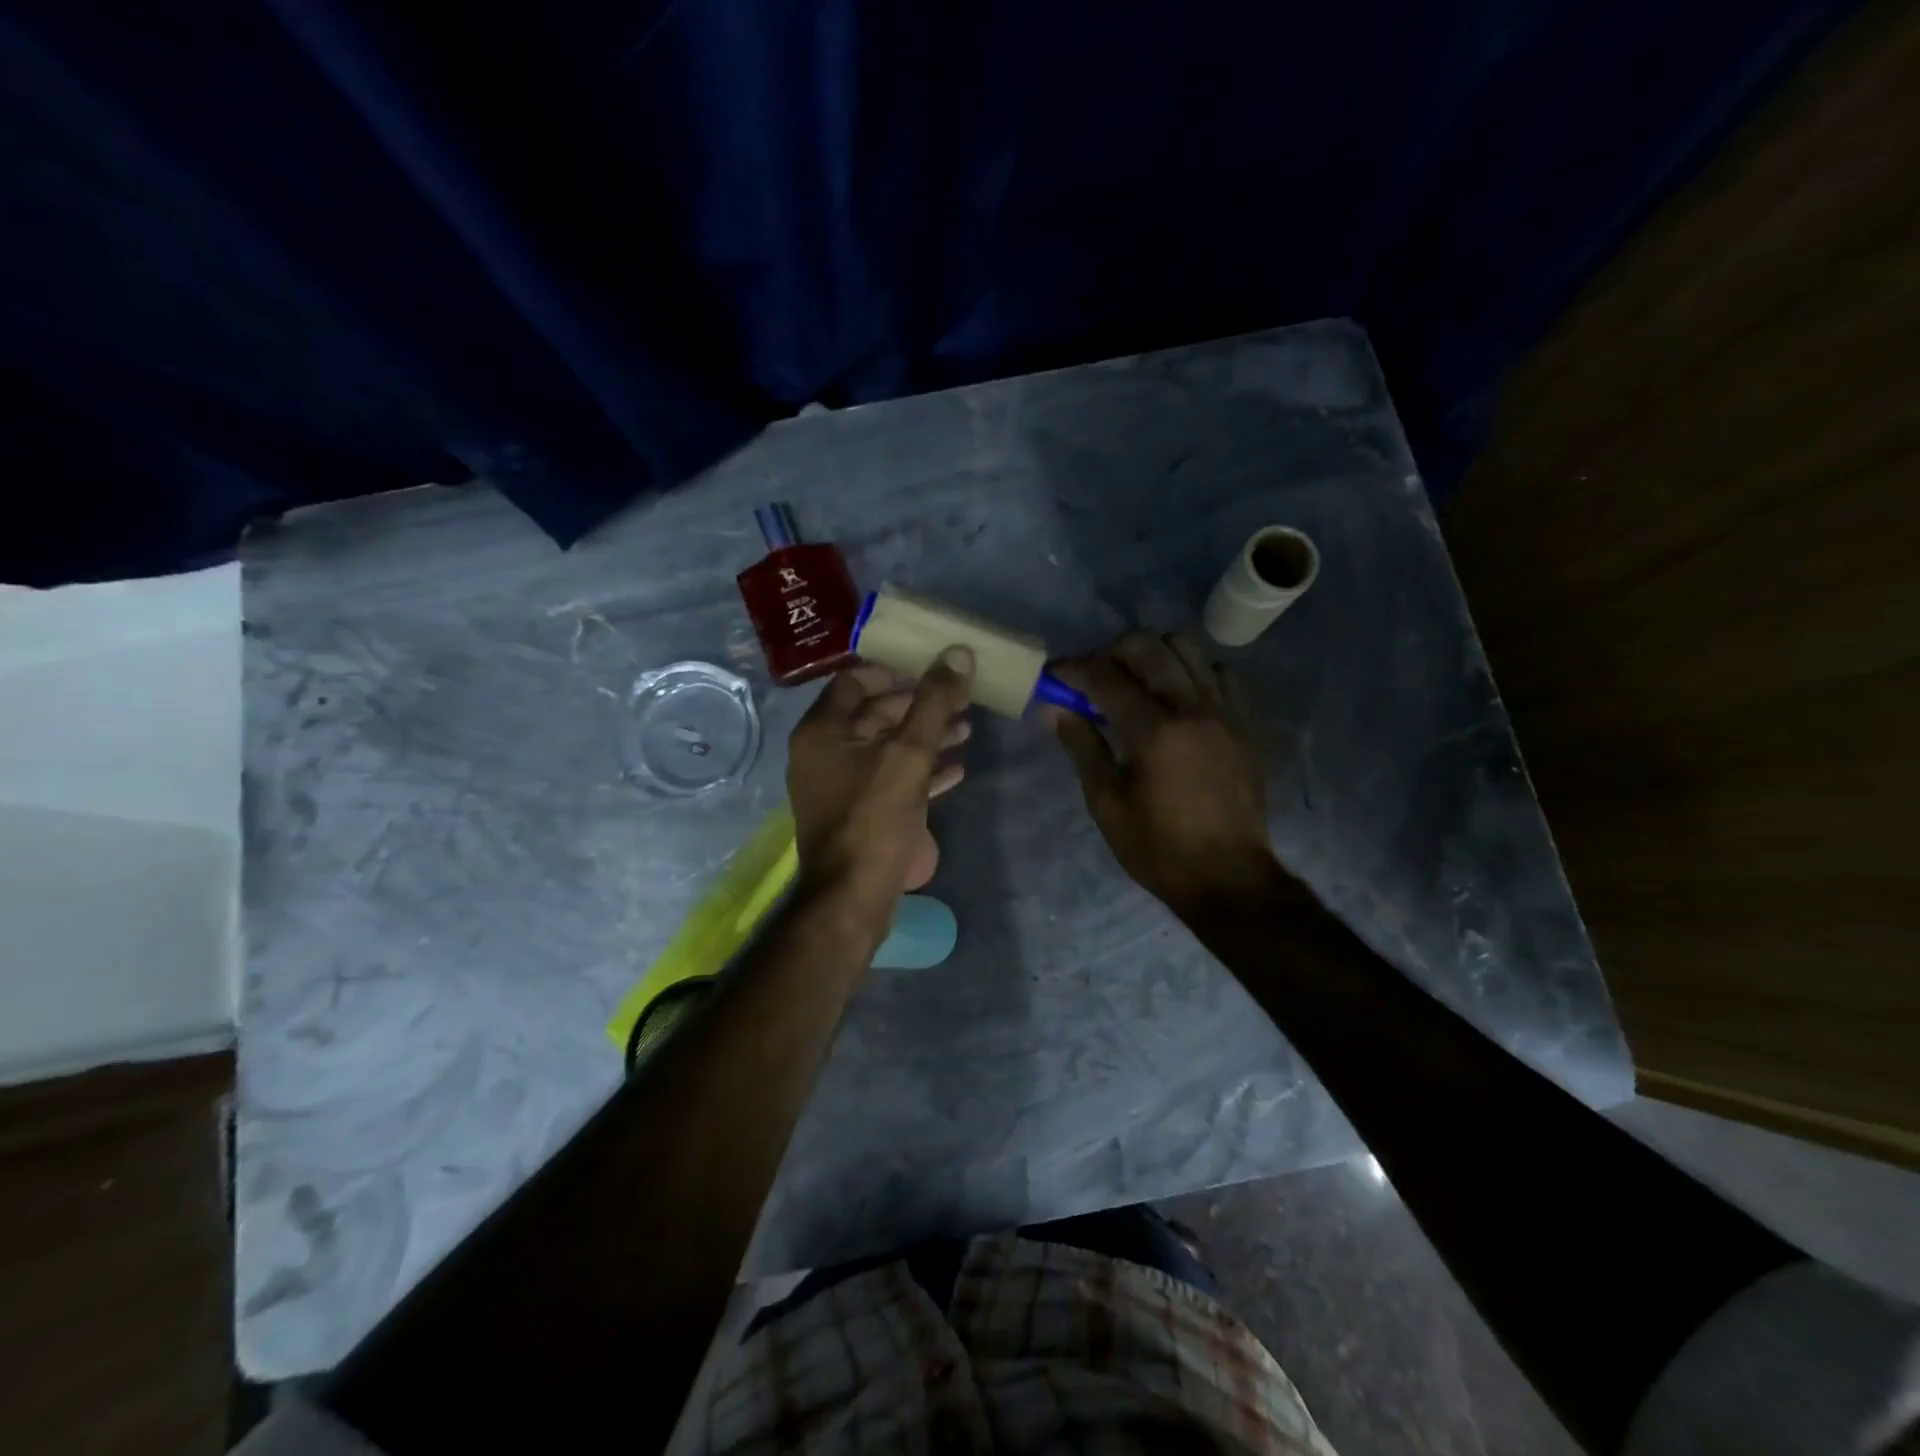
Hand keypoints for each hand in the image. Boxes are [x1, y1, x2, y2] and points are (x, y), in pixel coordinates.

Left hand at [787, 648, 974, 919]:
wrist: (853, 899)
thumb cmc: (875, 819)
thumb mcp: (909, 755)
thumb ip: (933, 703)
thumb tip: (958, 653)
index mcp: (823, 730)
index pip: (855, 680)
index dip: (895, 670)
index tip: (932, 668)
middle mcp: (823, 752)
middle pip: (874, 713)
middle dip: (920, 705)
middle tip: (961, 700)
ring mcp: (838, 784)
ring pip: (886, 747)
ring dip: (925, 737)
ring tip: (967, 730)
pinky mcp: (856, 811)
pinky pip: (889, 778)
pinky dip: (920, 771)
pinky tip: (956, 771)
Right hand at [1045, 632, 1278, 915]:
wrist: (1228, 877)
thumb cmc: (1158, 847)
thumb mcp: (1107, 803)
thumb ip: (1082, 747)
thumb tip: (1054, 709)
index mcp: (1153, 731)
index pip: (1105, 677)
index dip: (1074, 670)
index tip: (1055, 675)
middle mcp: (1192, 707)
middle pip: (1148, 647)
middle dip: (1112, 653)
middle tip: (1095, 679)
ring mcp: (1224, 711)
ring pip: (1189, 648)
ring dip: (1156, 655)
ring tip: (1140, 684)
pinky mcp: (1245, 723)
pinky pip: (1222, 674)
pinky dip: (1196, 674)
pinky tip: (1181, 700)